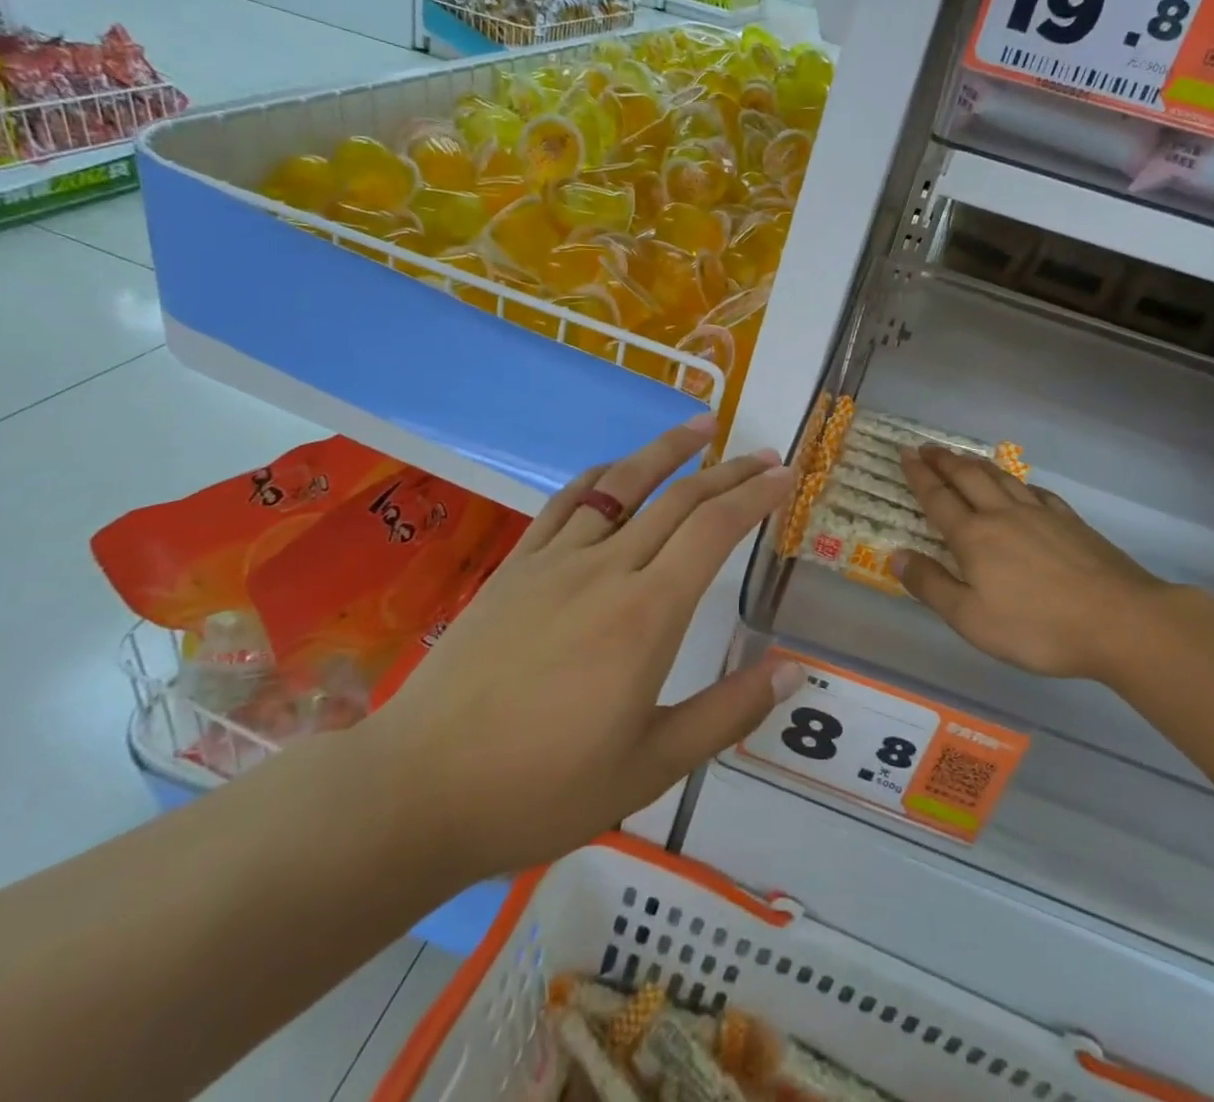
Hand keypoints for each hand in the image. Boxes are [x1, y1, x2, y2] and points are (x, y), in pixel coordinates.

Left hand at [364, 417, 802, 883]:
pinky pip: (566, 503)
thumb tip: (793, 668)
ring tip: (701, 425)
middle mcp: (606, 568)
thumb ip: (727, 713)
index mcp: (647, 613)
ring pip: (623, 485)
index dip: (755, 495)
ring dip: (667, 451)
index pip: (714, 530)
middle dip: (728, 471)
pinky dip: (601, 477)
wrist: (421, 787)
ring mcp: (555, 560)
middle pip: (678, 499)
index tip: (785, 474)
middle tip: (764, 454)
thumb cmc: (544, 787)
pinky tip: (615, 471)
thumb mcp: (651, 766)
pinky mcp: (515, 566)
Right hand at [892, 445, 1181, 681]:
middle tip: (926, 447)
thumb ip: (931, 585)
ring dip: (976, 464)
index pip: (937, 498)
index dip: (919, 475)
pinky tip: (1019, 486)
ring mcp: (1040, 514)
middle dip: (943, 461)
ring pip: (1001, 478)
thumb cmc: (1037, 627)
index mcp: (974, 537)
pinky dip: (1018, 483)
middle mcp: (1003, 515)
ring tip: (962, 457)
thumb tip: (896, 555)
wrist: (1120, 621)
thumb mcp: (971, 619)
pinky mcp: (1071, 522)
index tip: (905, 454)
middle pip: (968, 478)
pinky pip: (1036, 492)